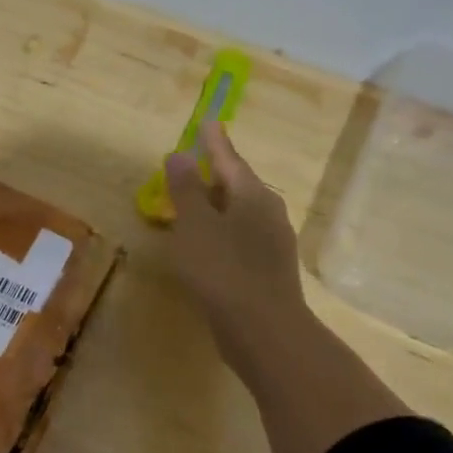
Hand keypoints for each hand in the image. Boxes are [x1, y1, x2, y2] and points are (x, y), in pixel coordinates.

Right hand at [164, 120, 309, 385]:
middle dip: (215, 174)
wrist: (263, 330)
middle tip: (194, 164)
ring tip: (194, 204)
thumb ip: (186, 189)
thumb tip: (180, 154)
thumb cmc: (223, 270)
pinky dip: (220, 232)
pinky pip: (240, 238)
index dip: (214, 142)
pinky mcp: (267, 270)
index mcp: (253, 196)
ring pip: (240, 214)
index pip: (229, 160)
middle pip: (238, 185)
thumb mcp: (195, 225)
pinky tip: (207, 245)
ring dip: (217, 206)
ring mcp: (272, 243)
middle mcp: (268, 213)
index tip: (207, 122)